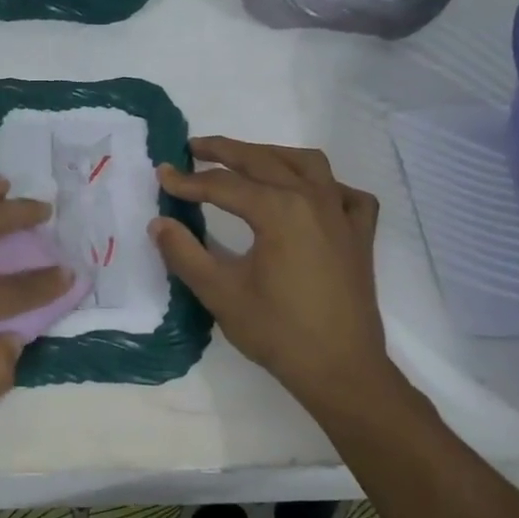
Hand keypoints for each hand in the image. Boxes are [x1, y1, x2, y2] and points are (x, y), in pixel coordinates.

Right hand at [151, 138, 396, 415]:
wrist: (341, 370)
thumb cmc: (278, 332)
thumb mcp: (220, 293)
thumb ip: (184, 253)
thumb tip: (159, 223)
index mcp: (280, 210)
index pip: (224, 186)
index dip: (188, 181)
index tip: (161, 176)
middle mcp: (314, 199)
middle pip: (264, 160)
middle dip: (225, 151)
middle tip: (193, 148)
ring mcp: (343, 215)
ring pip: (308, 164)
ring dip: (273, 155)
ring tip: (246, 159)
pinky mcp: (360, 235)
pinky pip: (346, 194)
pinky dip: (325, 185)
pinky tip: (311, 194)